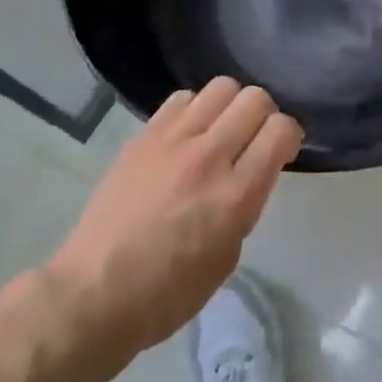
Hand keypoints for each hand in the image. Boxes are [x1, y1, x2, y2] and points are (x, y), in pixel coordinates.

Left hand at [45, 78, 301, 365]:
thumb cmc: (168, 292)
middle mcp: (208, 157)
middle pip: (254, 98)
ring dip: (229, 106)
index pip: (281, 130)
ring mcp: (171, 142)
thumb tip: (246, 175)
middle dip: (264, 115)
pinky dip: (194, 109)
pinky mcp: (142, 138)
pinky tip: (186, 135)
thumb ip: (244, 205)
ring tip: (219, 132)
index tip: (282, 153)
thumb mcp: (227, 256)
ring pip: (220, 87)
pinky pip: (180, 99)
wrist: (93, 293)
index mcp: (236, 195)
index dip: (289, 136)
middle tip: (253, 139)